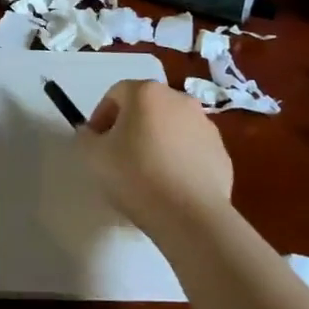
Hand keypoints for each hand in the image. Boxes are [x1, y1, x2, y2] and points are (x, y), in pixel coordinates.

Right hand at [80, 80, 234, 241]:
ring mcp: (205, 125)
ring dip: (156, 141)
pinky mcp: (221, 152)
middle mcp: (179, 99)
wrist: (191, 216)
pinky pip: (191, 148)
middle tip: (118, 156)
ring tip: (146, 173)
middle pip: (146, 107)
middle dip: (130, 126)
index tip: (96, 143)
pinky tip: (170, 185)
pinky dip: (179, 159)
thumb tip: (91, 133)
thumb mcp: (93, 156)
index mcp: (146, 93)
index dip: (101, 116)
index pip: (116, 94)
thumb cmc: (136, 176)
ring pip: (171, 127)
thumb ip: (86, 137)